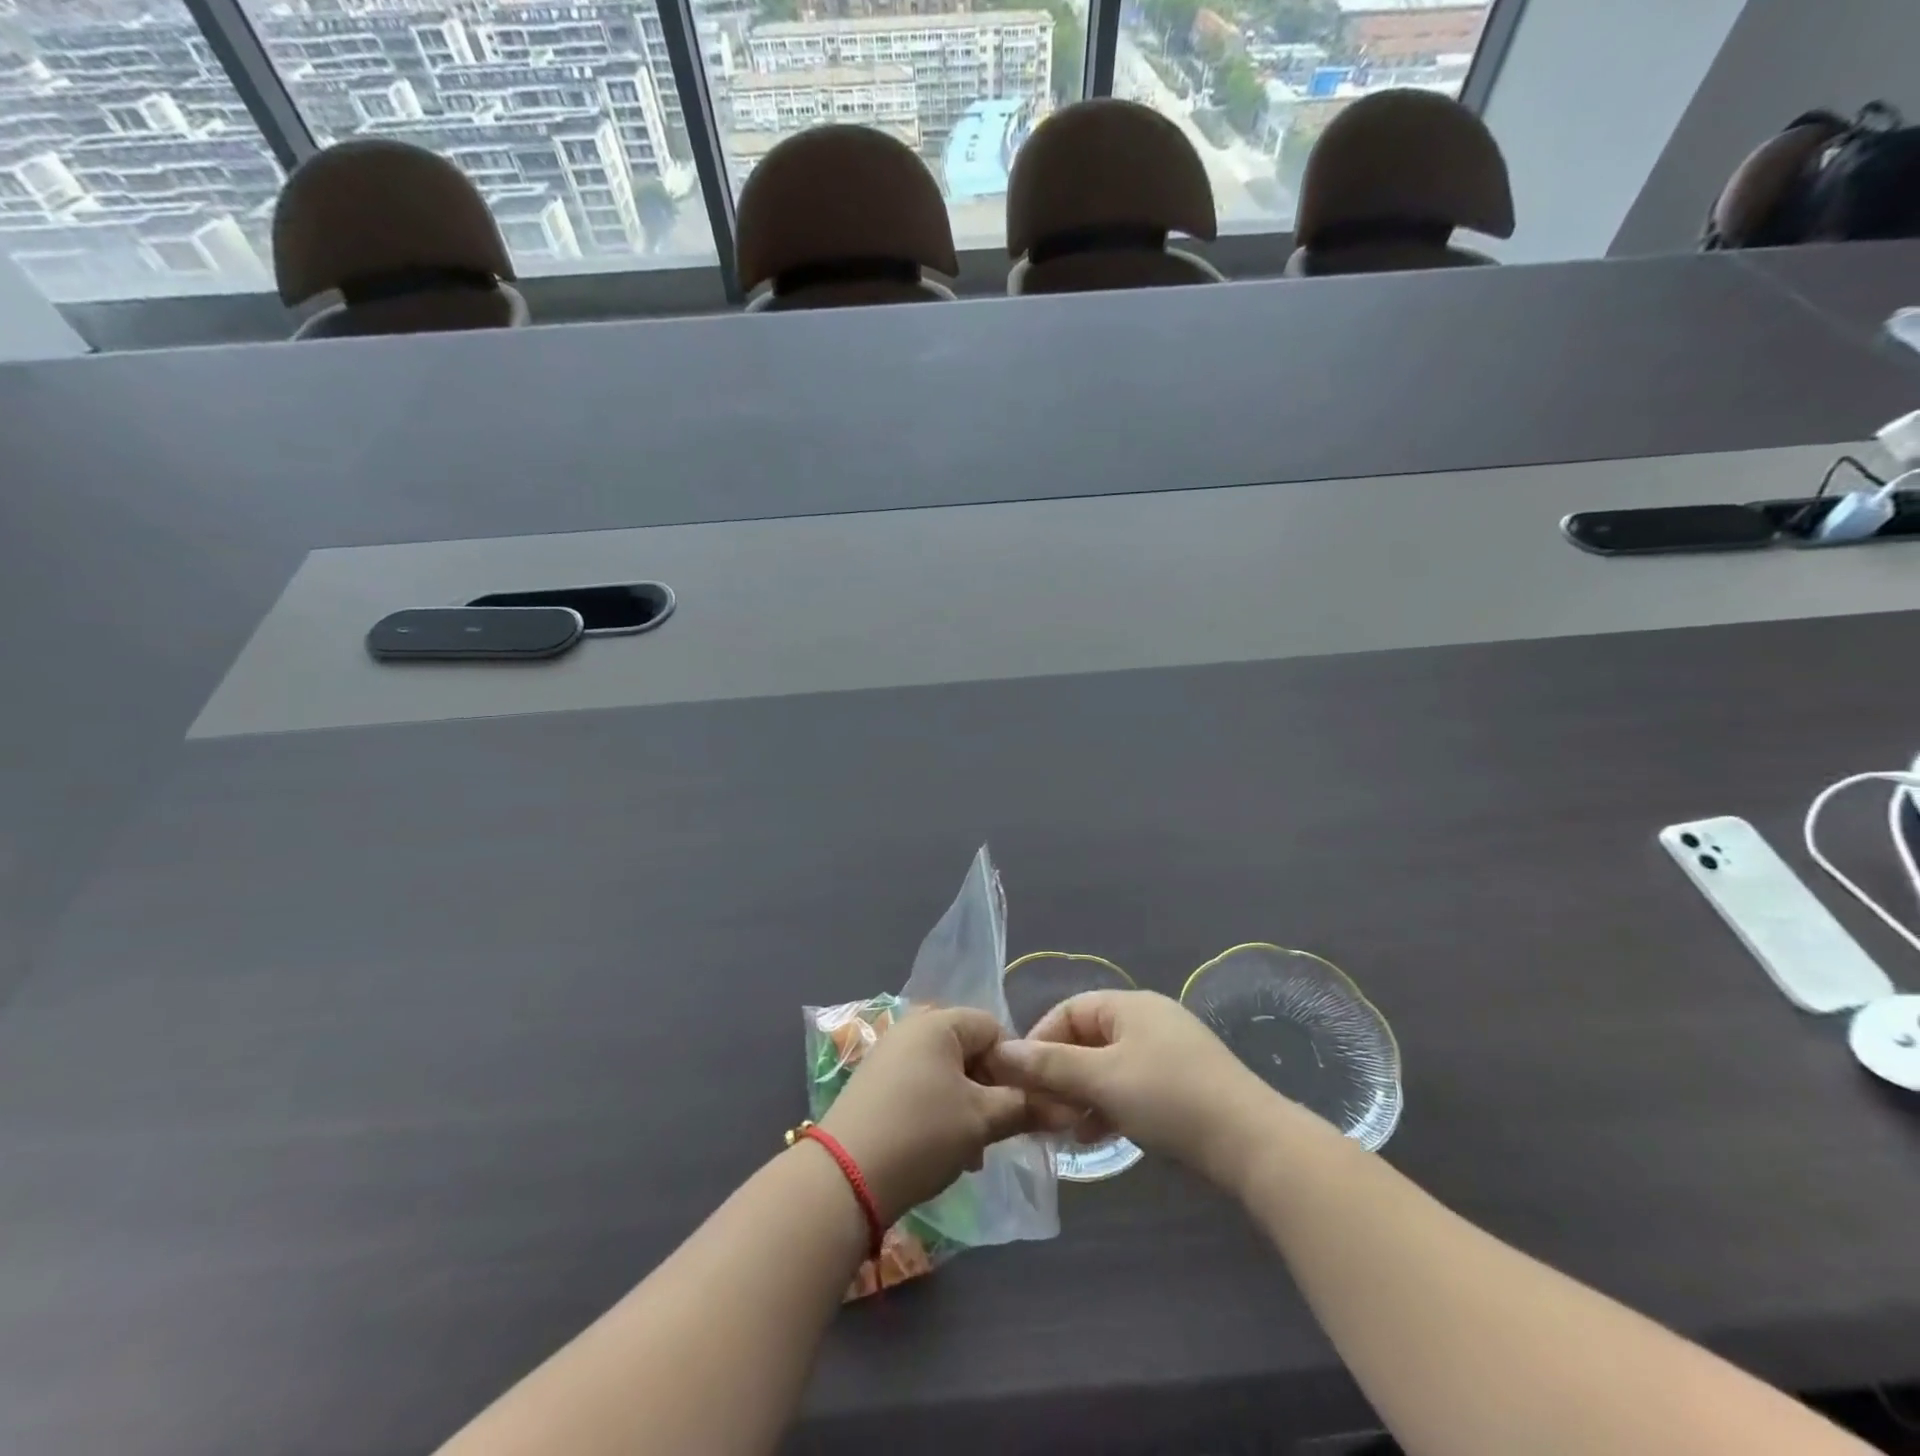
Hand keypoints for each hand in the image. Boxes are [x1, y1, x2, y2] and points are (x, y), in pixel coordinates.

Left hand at [817, 1007, 1033, 1225]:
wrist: (844, 1178)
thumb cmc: (921, 1134)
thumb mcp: (981, 1121)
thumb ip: (1025, 1107)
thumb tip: (1067, 1106)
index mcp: (938, 1021)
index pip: (994, 1027)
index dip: (1014, 1066)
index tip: (1020, 1106)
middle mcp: (911, 1027)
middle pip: (970, 1050)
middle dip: (990, 1091)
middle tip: (998, 1132)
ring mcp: (889, 1054)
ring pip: (947, 1073)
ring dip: (968, 1107)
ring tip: (973, 1152)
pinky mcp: (875, 1084)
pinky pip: (922, 1087)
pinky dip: (940, 1112)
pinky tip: (944, 1150)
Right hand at [988, 990, 1289, 1191]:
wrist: (1252, 1143)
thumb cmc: (1169, 1098)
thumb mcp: (1102, 1080)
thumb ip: (1050, 1066)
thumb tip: (1001, 1051)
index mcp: (1129, 1005)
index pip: (1068, 1010)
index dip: (1039, 1041)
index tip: (1020, 1080)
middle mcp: (1148, 1019)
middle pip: (1087, 1039)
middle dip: (1059, 1074)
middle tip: (1040, 1112)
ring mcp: (1169, 1051)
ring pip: (1108, 1066)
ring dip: (1082, 1094)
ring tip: (1064, 1129)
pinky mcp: (1183, 1084)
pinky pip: (1131, 1085)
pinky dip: (1109, 1105)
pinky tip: (1096, 1136)